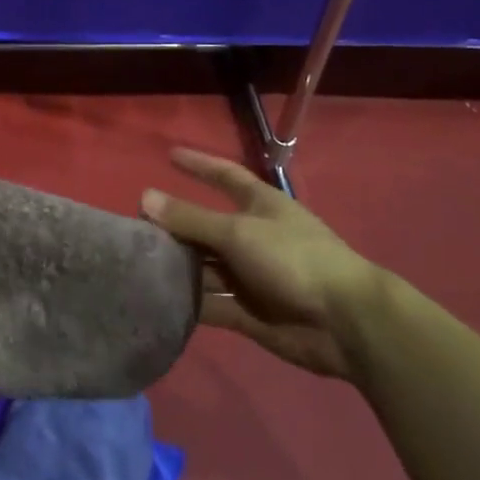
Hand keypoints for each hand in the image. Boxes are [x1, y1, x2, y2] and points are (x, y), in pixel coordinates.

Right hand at [143, 148, 381, 379]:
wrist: (346, 324)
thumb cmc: (293, 259)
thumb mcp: (238, 232)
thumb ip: (191, 218)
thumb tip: (144, 197)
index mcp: (260, 206)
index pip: (225, 176)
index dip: (199, 164)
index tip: (169, 154)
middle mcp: (254, 237)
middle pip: (207, 227)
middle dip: (175, 227)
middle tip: (133, 229)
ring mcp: (252, 277)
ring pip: (206, 268)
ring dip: (179, 268)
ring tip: (137, 267)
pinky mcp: (250, 313)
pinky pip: (213, 305)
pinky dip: (191, 305)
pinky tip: (159, 303)